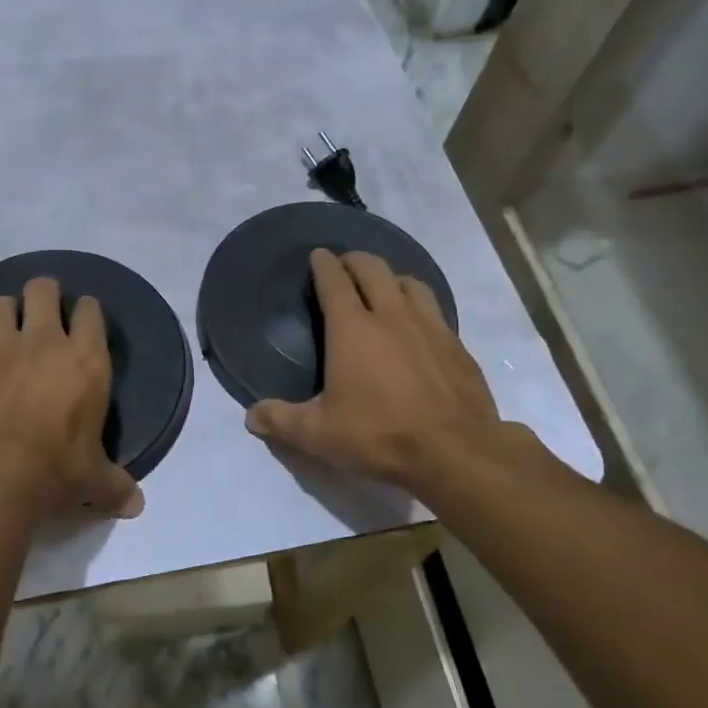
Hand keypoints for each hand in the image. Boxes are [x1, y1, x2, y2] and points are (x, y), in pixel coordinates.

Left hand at [0, 277, 143, 520]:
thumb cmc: (56, 468)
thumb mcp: (93, 480)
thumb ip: (115, 486)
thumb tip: (137, 507)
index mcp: (85, 360)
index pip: (90, 312)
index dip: (88, 310)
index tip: (86, 317)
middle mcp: (43, 344)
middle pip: (41, 290)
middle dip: (42, 293)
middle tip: (43, 310)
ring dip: (2, 313)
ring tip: (5, 329)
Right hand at [245, 248, 507, 499]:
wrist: (456, 452)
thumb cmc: (379, 435)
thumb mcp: (318, 434)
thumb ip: (281, 420)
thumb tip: (250, 417)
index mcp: (352, 329)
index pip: (334, 281)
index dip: (323, 265)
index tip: (318, 255)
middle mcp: (391, 316)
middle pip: (373, 269)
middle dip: (356, 261)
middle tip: (346, 265)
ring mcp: (430, 327)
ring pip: (409, 283)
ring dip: (391, 277)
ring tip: (384, 287)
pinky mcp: (457, 345)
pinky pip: (435, 309)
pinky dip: (420, 304)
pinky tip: (418, 324)